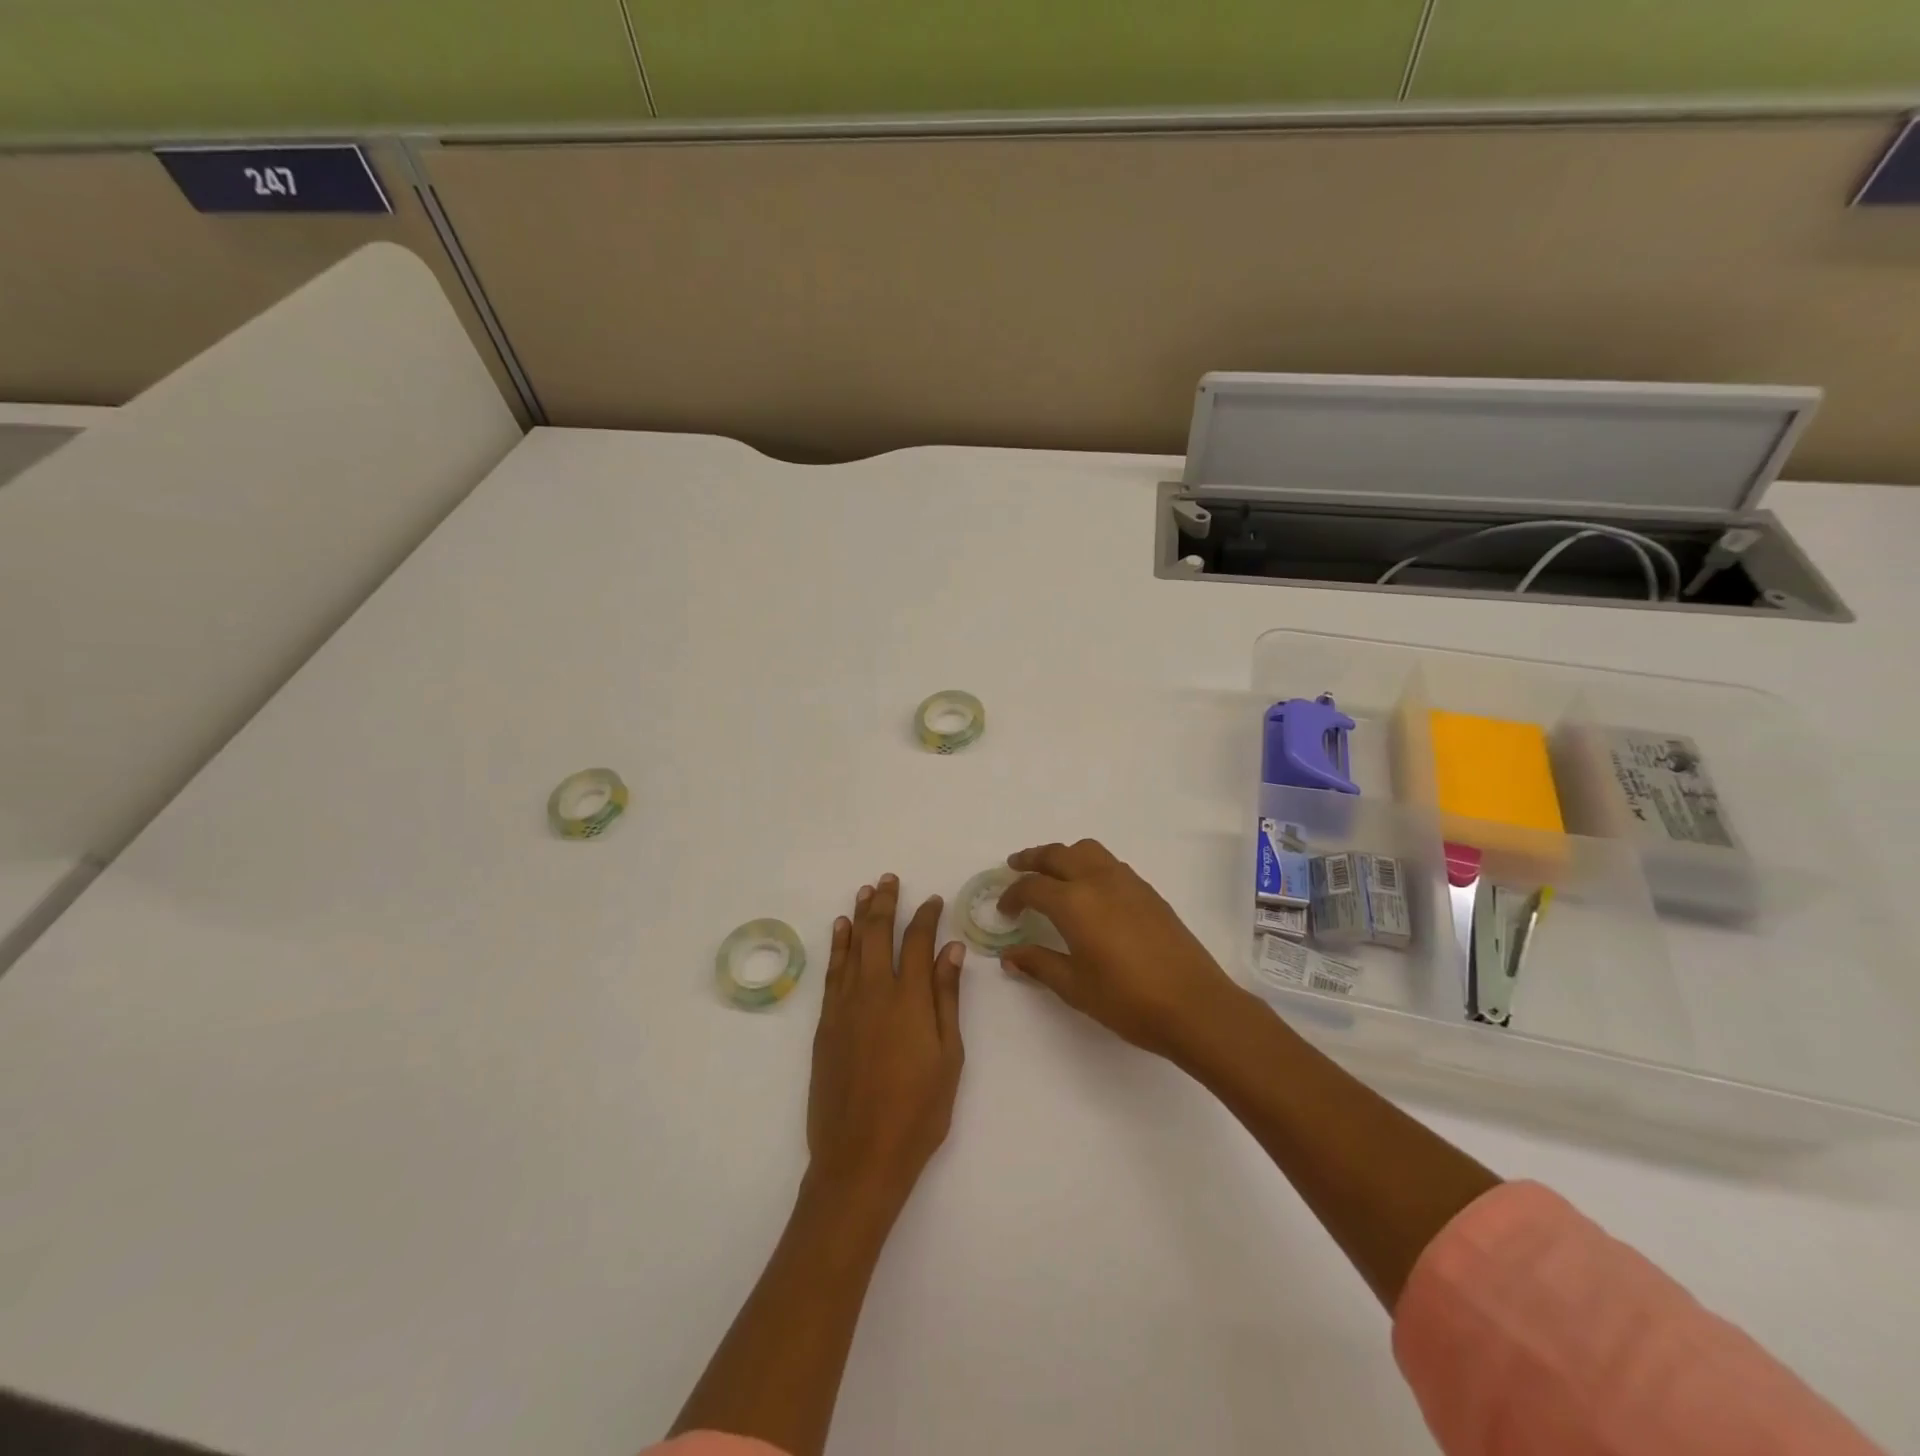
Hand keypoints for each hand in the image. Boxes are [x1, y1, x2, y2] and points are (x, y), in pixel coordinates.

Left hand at [807, 875, 966, 1212]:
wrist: (859, 1156)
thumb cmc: (918, 1112)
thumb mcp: (948, 1056)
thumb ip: (947, 998)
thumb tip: (951, 950)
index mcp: (910, 998)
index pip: (918, 941)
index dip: (926, 916)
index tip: (934, 900)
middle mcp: (874, 991)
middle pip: (879, 933)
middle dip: (886, 903)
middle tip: (890, 879)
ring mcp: (844, 1005)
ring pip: (852, 946)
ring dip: (859, 916)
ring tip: (866, 892)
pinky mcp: (825, 1023)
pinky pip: (832, 971)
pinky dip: (837, 946)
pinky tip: (840, 931)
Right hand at [997, 839, 1244, 1059]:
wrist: (1194, 1005)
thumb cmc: (1127, 1000)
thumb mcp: (1075, 987)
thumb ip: (1039, 964)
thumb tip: (1010, 954)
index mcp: (1074, 902)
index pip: (1032, 887)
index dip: (1012, 896)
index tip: (1004, 910)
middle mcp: (1098, 880)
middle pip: (1057, 854)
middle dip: (1032, 859)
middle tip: (1015, 867)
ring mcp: (1127, 882)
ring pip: (1087, 850)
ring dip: (1063, 855)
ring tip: (1052, 873)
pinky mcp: (1148, 891)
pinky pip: (1109, 863)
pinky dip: (1089, 864)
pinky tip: (1090, 891)